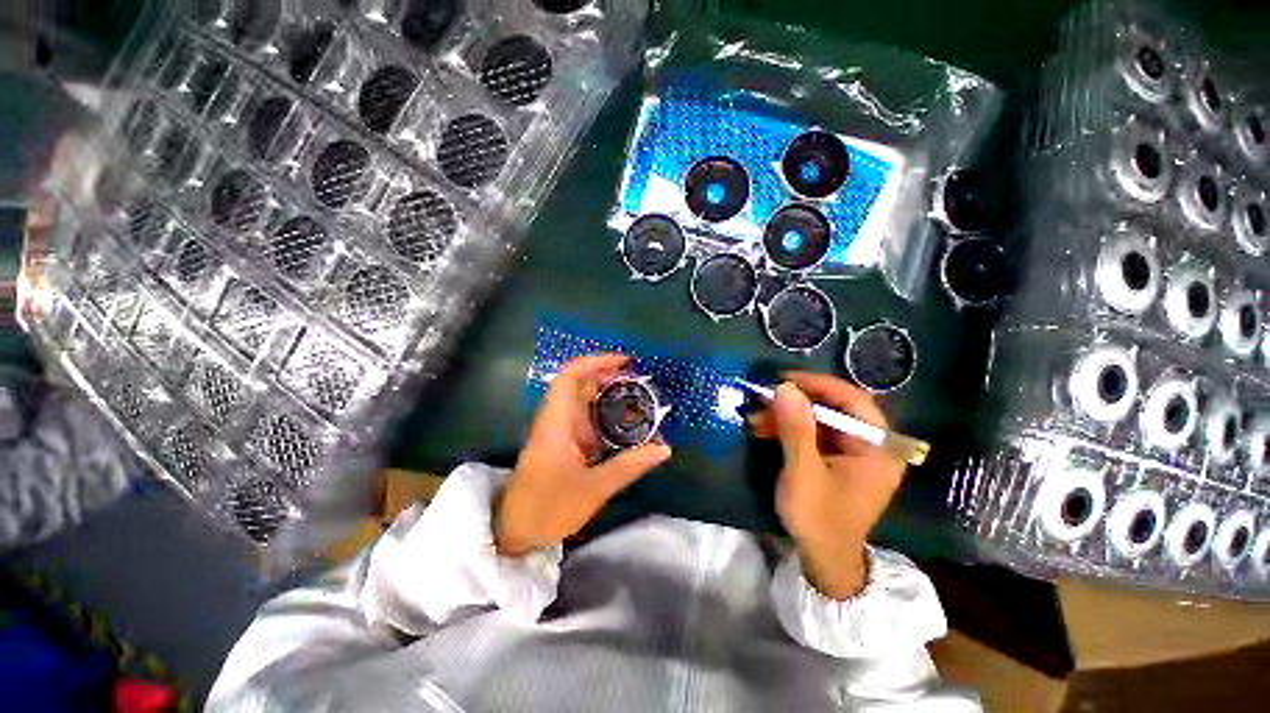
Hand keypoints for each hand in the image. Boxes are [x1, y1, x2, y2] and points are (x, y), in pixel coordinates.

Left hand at [495, 354, 671, 556]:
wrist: (514, 532)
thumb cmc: (548, 507)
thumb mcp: (594, 488)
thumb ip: (629, 466)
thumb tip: (664, 449)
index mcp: (557, 422)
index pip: (570, 376)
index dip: (595, 362)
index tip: (624, 362)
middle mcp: (557, 420)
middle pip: (580, 385)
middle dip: (609, 377)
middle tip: (641, 380)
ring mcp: (559, 432)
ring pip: (584, 403)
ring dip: (609, 397)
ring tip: (640, 400)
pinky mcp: (563, 445)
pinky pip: (586, 421)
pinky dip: (606, 417)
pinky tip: (626, 426)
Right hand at [749, 372, 905, 598]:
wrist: (823, 560)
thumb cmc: (819, 518)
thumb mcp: (803, 472)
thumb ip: (795, 428)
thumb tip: (784, 387)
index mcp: (877, 448)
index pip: (853, 400)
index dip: (819, 384)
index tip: (785, 379)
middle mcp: (869, 445)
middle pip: (832, 409)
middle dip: (794, 403)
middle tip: (762, 399)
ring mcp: (851, 452)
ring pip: (817, 420)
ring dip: (785, 417)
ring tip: (755, 419)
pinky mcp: (834, 459)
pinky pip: (811, 434)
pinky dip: (787, 430)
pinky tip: (763, 430)